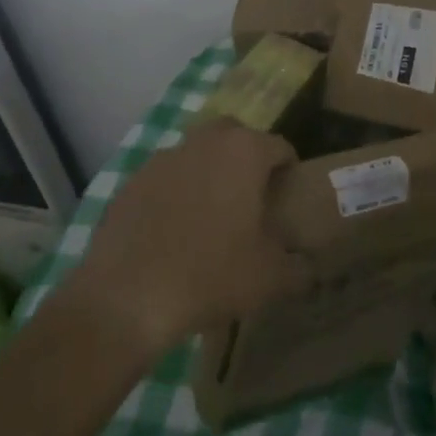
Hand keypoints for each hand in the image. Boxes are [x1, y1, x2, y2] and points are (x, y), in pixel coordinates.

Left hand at [64, 121, 311, 359]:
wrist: (126, 297)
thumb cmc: (210, 275)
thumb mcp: (269, 279)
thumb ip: (299, 268)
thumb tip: (310, 268)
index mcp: (245, 151)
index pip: (281, 147)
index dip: (289, 174)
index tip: (286, 204)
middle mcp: (206, 140)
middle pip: (237, 137)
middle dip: (247, 161)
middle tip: (250, 202)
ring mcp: (165, 156)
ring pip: (198, 153)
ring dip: (209, 173)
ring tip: (209, 218)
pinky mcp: (133, 179)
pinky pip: (166, 178)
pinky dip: (175, 193)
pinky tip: (172, 232)